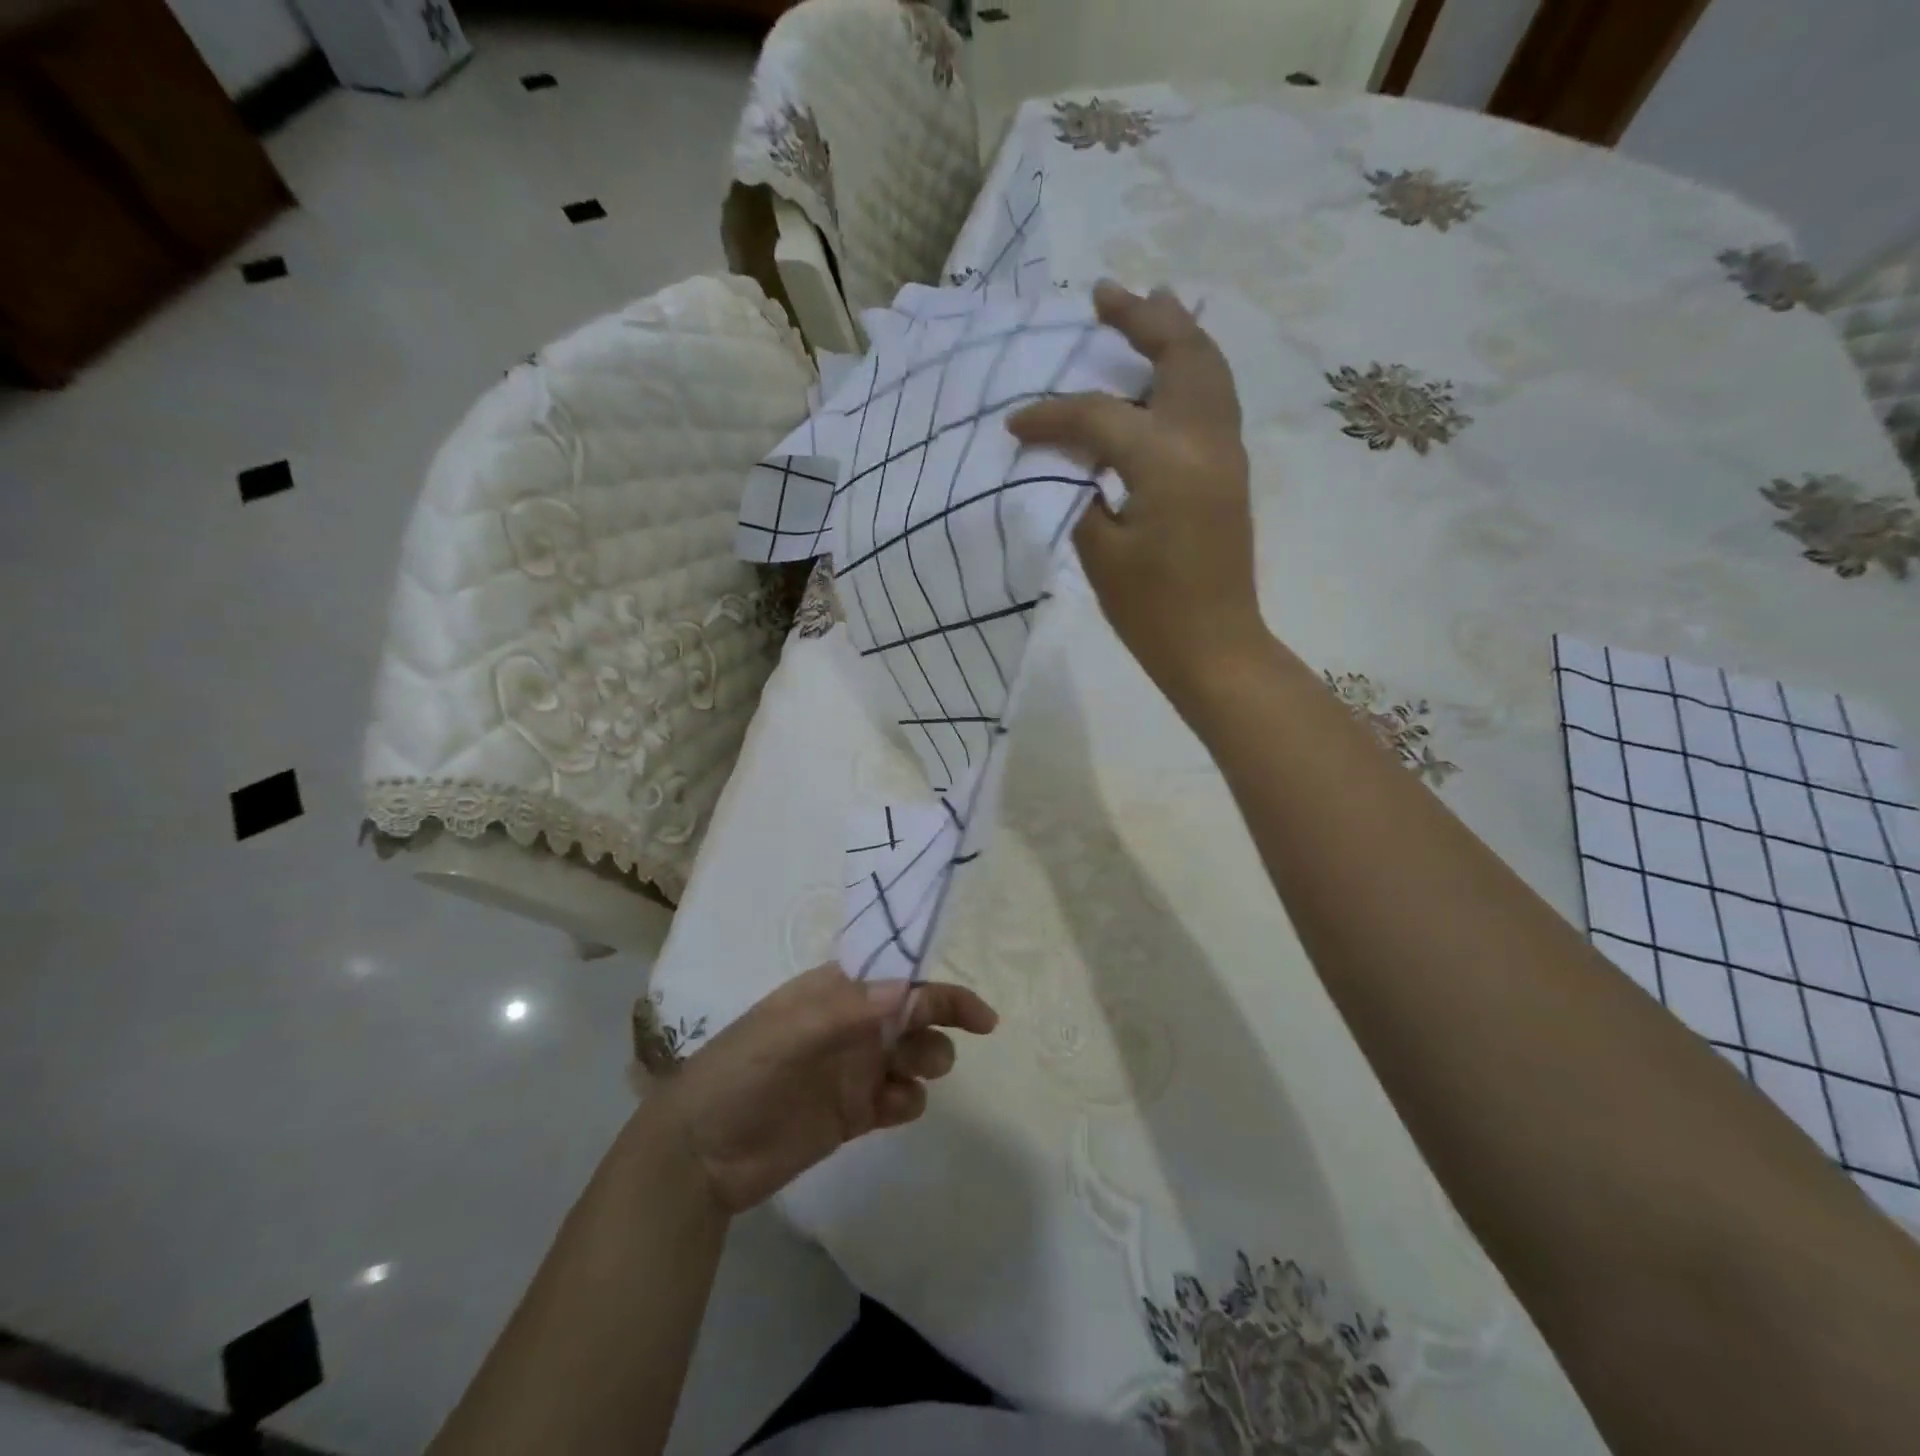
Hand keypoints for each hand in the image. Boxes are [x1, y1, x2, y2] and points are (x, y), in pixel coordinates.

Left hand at [652, 964, 997, 1214]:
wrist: (701, 1155)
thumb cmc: (740, 1074)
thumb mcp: (787, 1033)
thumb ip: (847, 1010)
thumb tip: (907, 988)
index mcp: (834, 994)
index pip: (897, 979)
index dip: (937, 990)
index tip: (978, 1015)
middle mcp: (851, 1026)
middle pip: (915, 1015)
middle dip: (937, 1026)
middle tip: (928, 1054)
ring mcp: (854, 1069)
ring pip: (913, 1055)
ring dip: (926, 1061)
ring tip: (908, 1079)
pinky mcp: (853, 1113)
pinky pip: (900, 1098)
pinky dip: (909, 1100)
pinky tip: (893, 1108)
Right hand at [1009, 281, 1262, 705]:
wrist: (1215, 646)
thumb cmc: (1152, 610)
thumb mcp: (1100, 553)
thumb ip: (1080, 492)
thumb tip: (1068, 459)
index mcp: (1166, 460)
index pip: (1100, 414)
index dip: (1051, 415)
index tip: (1014, 423)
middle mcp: (1205, 438)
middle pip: (1179, 354)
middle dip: (1141, 318)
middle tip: (1104, 295)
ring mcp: (1227, 451)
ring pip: (1208, 368)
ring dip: (1176, 332)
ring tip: (1146, 306)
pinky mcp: (1230, 468)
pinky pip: (1214, 396)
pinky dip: (1191, 368)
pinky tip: (1166, 370)